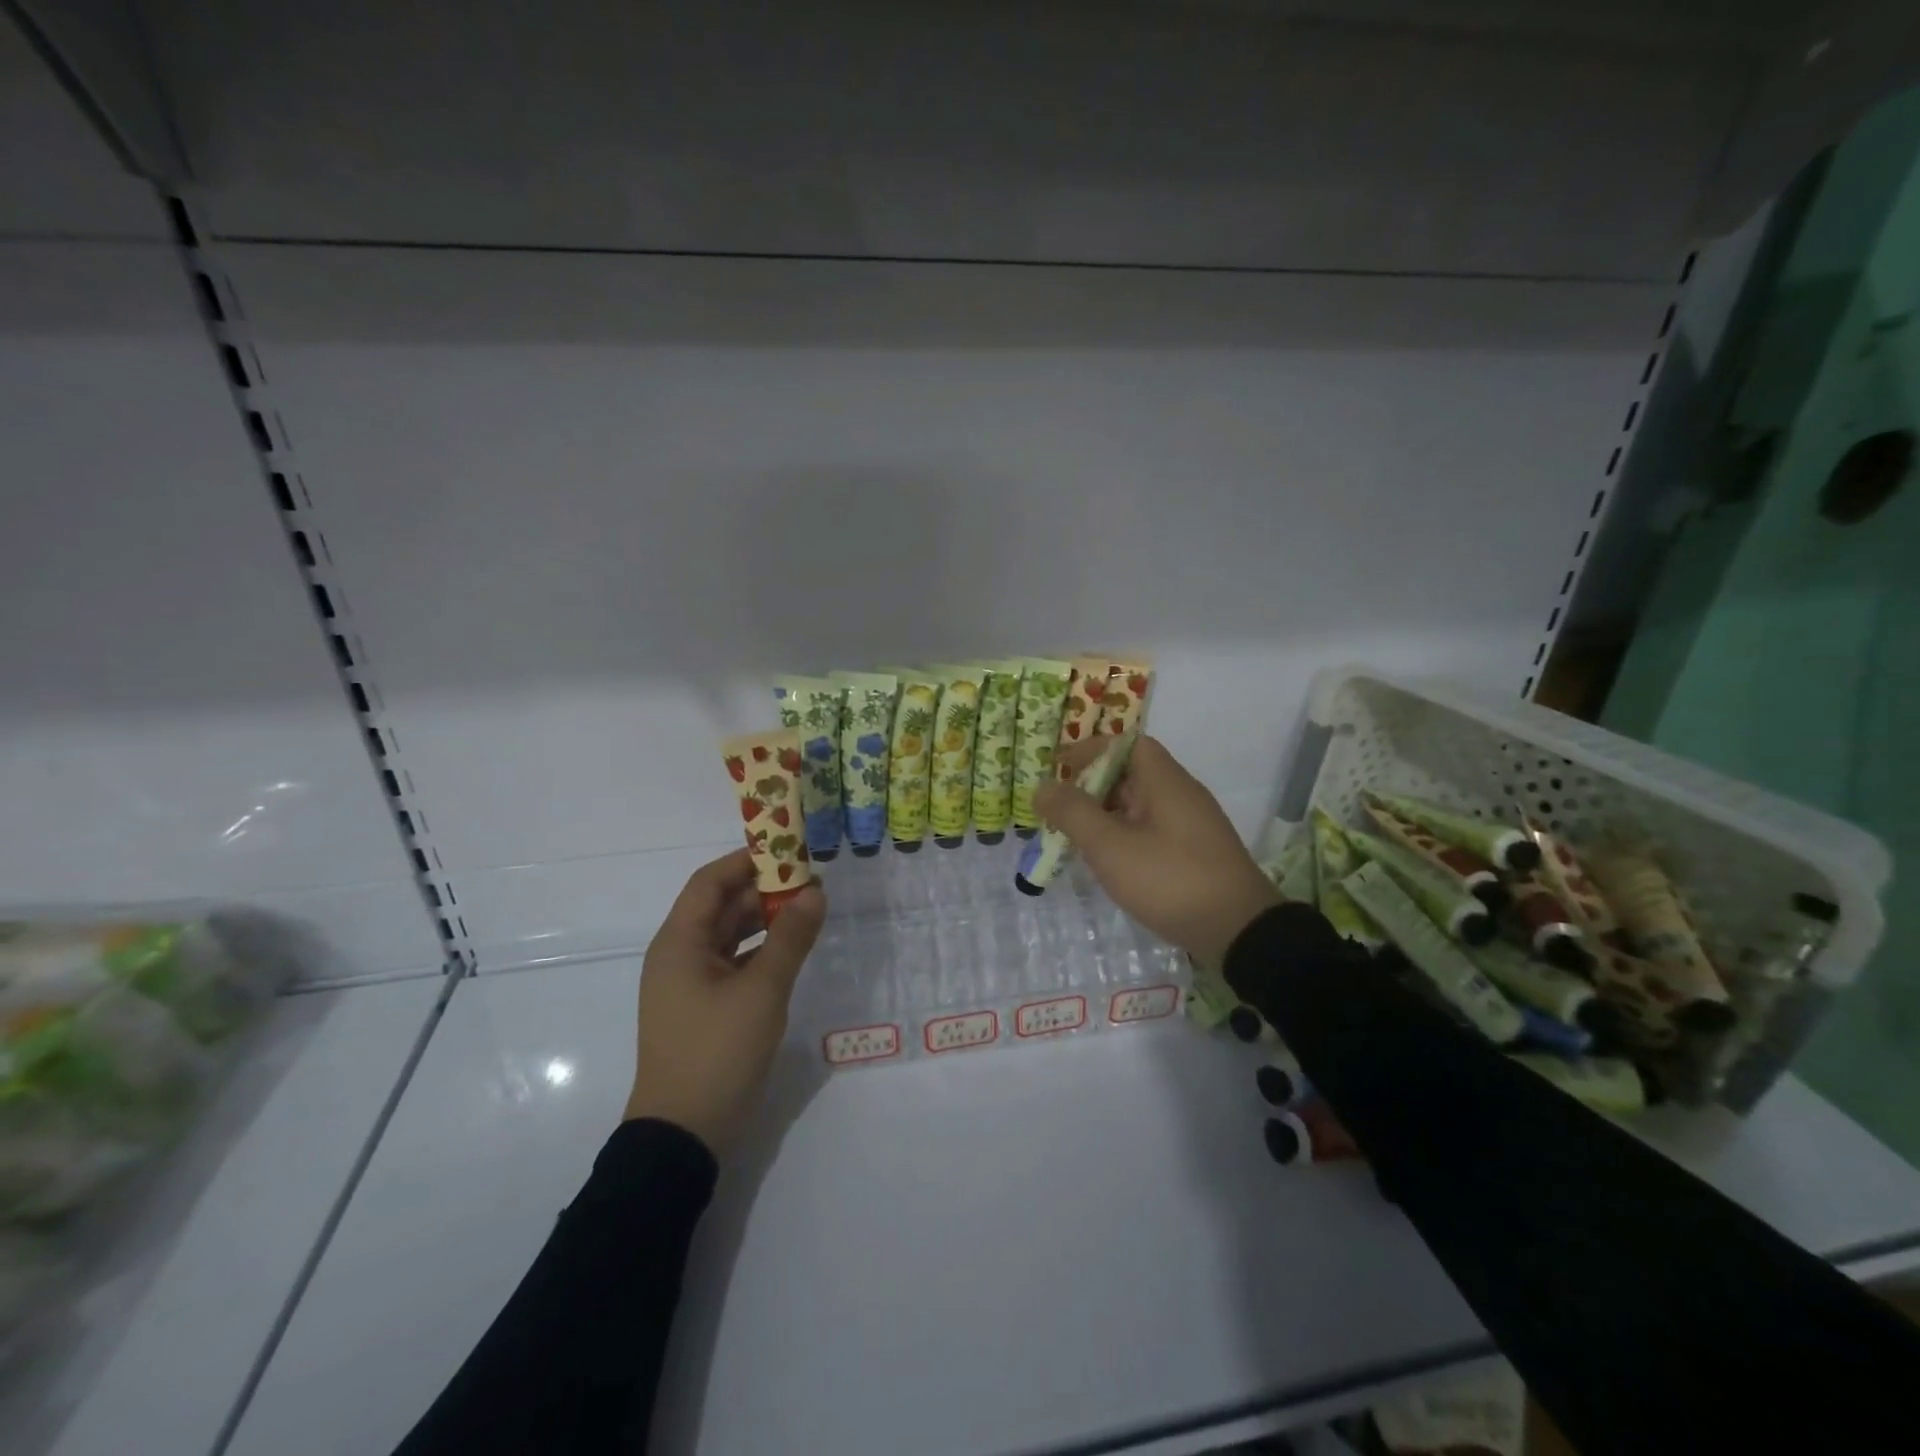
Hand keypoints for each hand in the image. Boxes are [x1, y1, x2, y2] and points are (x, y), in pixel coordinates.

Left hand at [624, 849, 825, 1155]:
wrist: (684, 1136)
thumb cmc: (717, 1052)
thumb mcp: (762, 991)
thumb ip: (791, 938)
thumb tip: (815, 892)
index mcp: (680, 942)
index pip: (710, 882)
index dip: (747, 861)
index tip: (789, 850)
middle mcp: (680, 955)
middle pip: (722, 906)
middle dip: (764, 890)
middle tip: (811, 882)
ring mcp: (690, 984)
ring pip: (730, 935)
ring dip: (766, 920)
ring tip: (809, 910)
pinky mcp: (704, 1008)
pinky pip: (734, 963)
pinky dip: (762, 950)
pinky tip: (793, 950)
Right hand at [1035, 736, 1276, 968]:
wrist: (1239, 932)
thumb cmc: (1170, 879)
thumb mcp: (1111, 846)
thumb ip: (1073, 813)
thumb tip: (1043, 787)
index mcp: (1165, 781)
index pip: (1127, 743)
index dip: (1091, 749)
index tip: (1058, 766)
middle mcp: (1181, 794)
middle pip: (1131, 774)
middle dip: (1091, 786)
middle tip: (1058, 808)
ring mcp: (1191, 825)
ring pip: (1140, 805)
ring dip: (1105, 815)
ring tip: (1074, 838)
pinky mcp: (1195, 853)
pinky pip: (1151, 830)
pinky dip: (1124, 836)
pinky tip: (1108, 862)